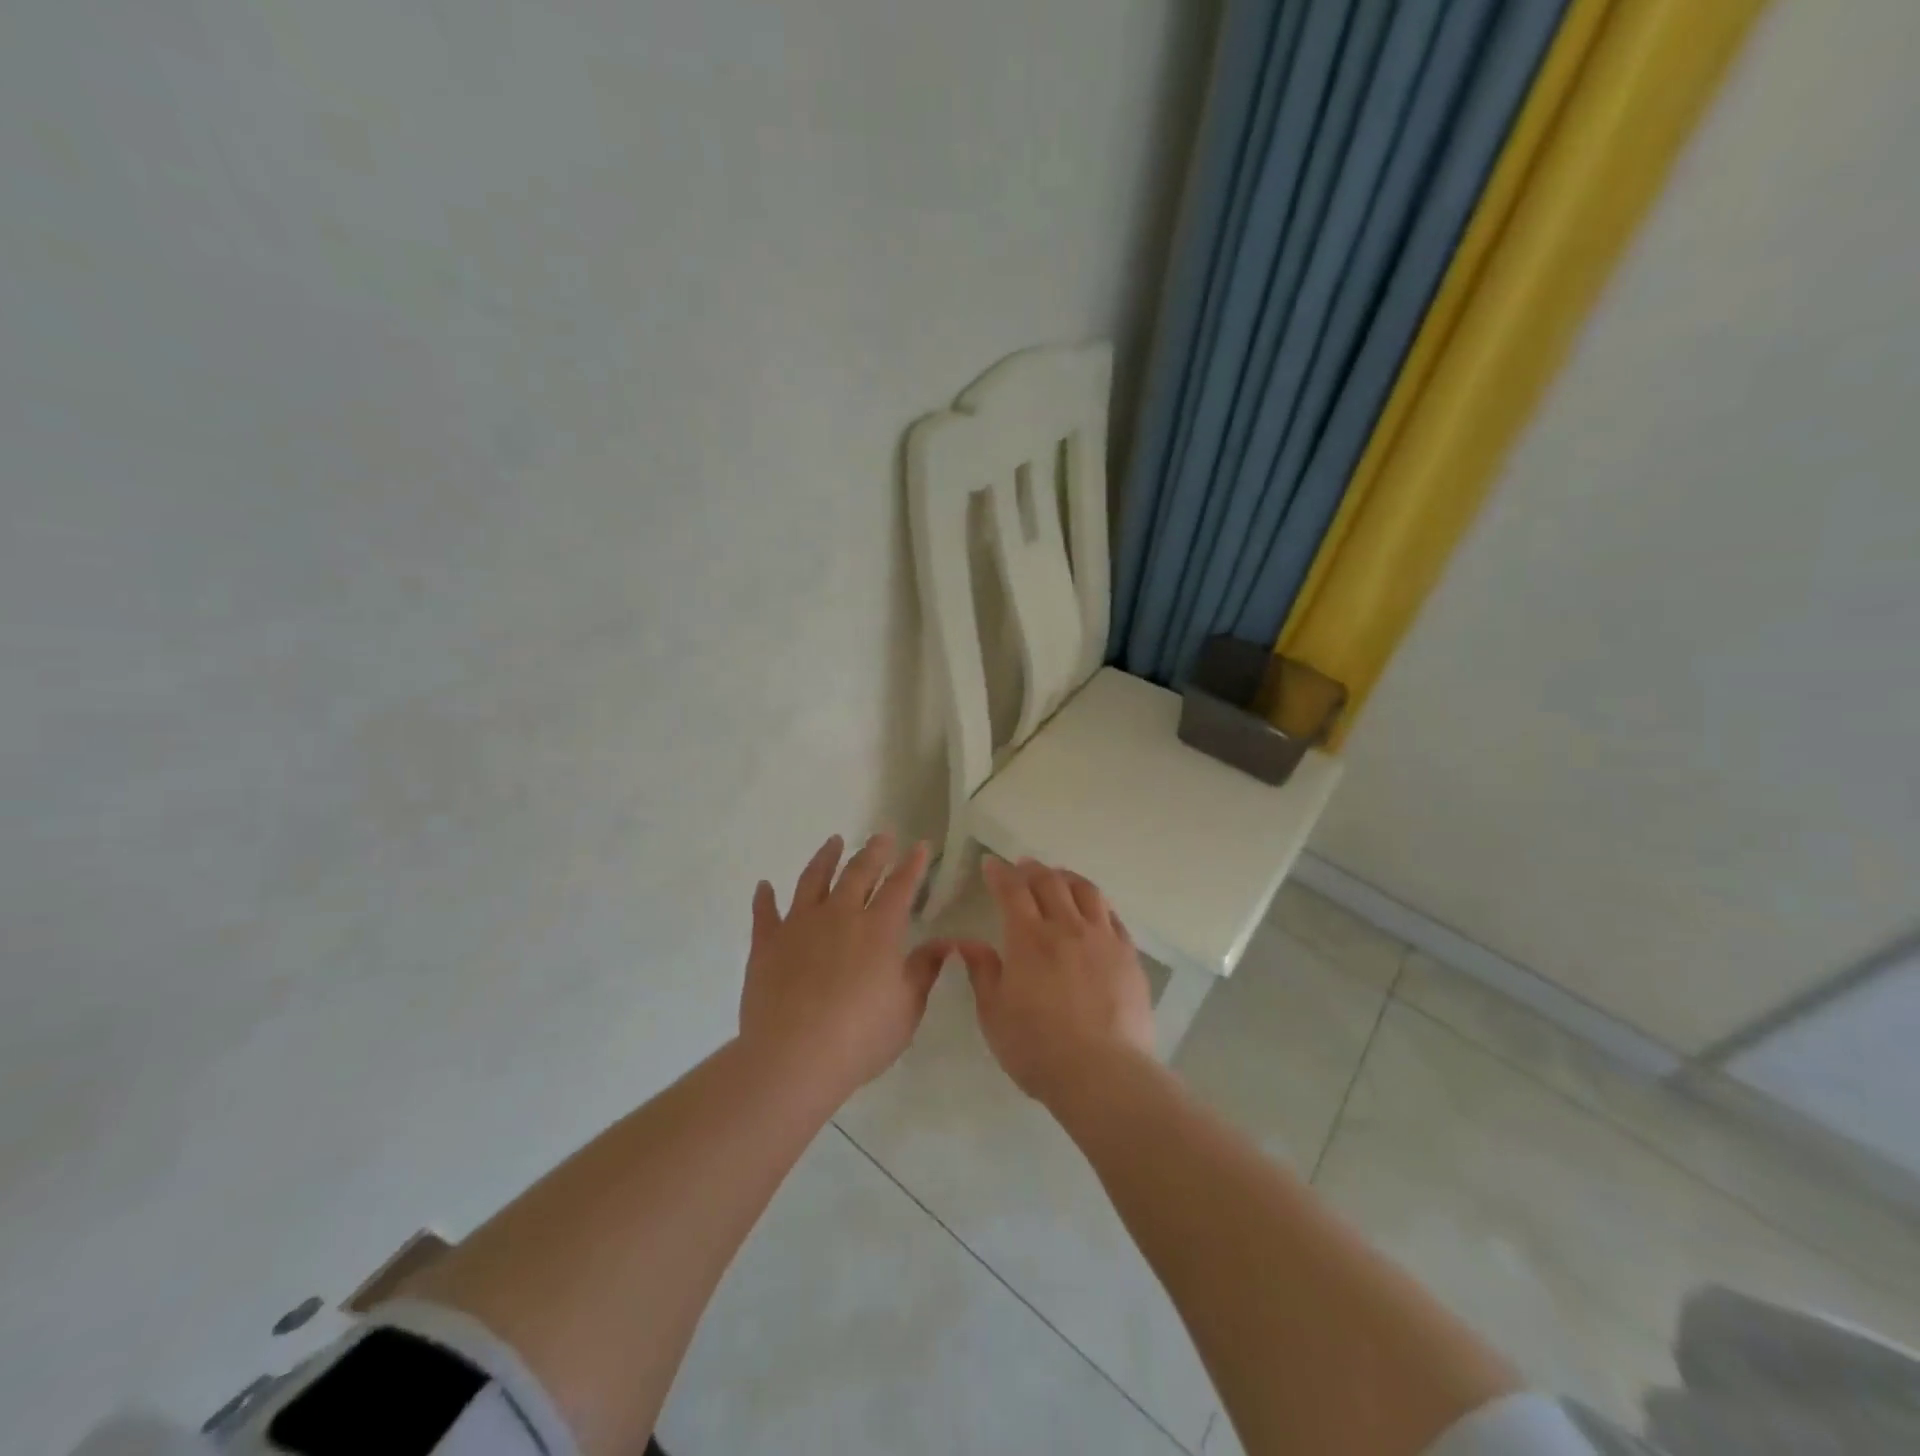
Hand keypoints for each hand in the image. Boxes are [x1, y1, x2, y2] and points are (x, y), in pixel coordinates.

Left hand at [739, 833, 954, 1096]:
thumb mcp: (907, 1008)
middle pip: (858, 873)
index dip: (912, 865)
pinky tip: (764, 886)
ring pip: (813, 880)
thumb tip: (945, 943)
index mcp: (879, 929)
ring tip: (833, 842)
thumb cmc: (860, 1037)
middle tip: (881, 836)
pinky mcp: (767, 944)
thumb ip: (924, 970)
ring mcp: (799, 926)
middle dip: (873, 852)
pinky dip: (765, 898)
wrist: (793, 1057)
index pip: (900, 886)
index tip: (920, 846)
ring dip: (825, 858)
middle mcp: (840, 915)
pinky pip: (765, 913)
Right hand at [954, 857, 1155, 1103]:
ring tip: (1058, 878)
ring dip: (1067, 878)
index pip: (1012, 891)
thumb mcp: (994, 1015)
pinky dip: (1097, 904)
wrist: (1102, 1074)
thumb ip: (982, 973)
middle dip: (1032, 869)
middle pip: (1050, 882)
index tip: (991, 864)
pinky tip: (1093, 910)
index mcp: (1029, 939)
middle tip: (1022, 866)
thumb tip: (968, 943)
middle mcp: (1067, 928)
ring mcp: (1102, 939)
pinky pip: (1112, 916)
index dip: (1000, 873)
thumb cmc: (1037, 1049)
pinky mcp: (1128, 956)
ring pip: (1086, 891)